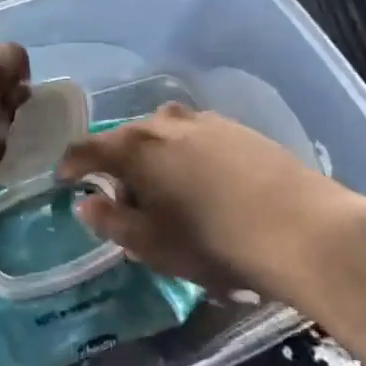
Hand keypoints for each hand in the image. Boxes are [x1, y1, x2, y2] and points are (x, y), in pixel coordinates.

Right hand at [55, 104, 365, 298]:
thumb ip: (110, 221)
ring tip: (168, 190)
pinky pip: (195, 135)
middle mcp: (163, 122)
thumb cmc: (212, 241)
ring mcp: (203, 120)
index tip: (64, 180)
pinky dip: (186, 154)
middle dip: (117, 165)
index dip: (70, 164)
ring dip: (154, 157)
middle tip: (124, 200)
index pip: (86, 148)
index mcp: (134, 148)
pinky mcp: (237, 128)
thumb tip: (85, 203)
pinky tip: (206, 182)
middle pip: (125, 138)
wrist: (302, 228)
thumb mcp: (151, 244)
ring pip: (162, 133)